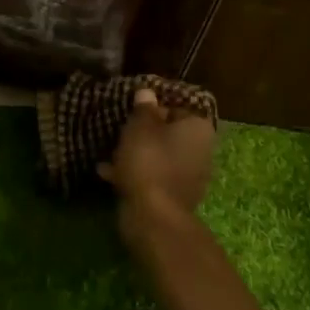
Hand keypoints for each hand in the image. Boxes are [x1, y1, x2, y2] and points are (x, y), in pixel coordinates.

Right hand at [99, 88, 215, 227]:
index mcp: (198, 128)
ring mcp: (190, 177)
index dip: (153, 107)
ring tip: (109, 151)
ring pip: (160, 156)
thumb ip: (144, 108)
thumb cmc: (148, 161)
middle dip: (145, 132)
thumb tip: (147, 93)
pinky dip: (135, 173)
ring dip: (137, 154)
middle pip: (169, 133)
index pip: (178, 107)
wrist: (153, 217)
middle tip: (120, 130)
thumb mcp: (140, 126)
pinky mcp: (175, 197)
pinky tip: (108, 173)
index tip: (132, 111)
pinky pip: (154, 177)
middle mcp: (201, 151)